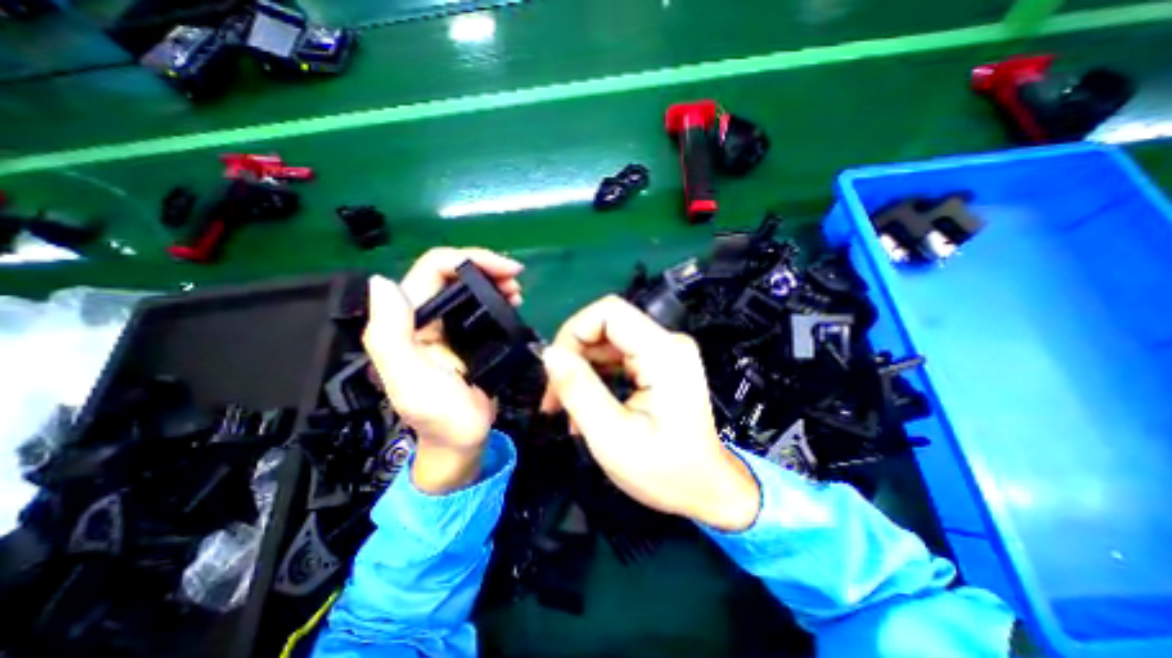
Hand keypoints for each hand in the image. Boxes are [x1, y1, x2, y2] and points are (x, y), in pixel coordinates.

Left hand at [364, 246, 523, 493]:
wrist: (462, 441)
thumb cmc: (440, 416)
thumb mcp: (411, 380)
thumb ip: (391, 336)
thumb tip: (383, 281)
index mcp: (407, 321)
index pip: (432, 269)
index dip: (469, 259)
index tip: (506, 270)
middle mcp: (425, 316)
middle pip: (453, 272)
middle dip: (487, 268)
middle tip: (516, 282)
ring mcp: (449, 325)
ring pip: (469, 286)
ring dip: (495, 281)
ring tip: (517, 293)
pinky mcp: (468, 336)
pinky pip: (481, 305)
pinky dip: (498, 297)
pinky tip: (513, 304)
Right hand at [541, 296, 760, 531]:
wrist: (706, 489)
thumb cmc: (664, 471)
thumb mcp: (612, 436)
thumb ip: (578, 390)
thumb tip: (549, 354)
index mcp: (663, 353)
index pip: (609, 312)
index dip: (574, 332)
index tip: (555, 369)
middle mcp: (668, 343)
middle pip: (606, 326)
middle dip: (573, 356)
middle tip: (553, 397)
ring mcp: (665, 352)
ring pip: (607, 342)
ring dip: (581, 369)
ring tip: (565, 407)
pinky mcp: (660, 363)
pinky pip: (617, 356)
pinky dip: (596, 376)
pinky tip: (585, 405)